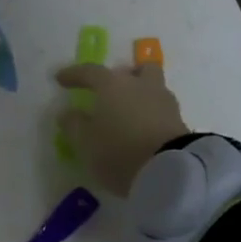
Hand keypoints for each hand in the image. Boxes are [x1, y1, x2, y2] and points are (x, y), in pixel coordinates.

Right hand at [54, 62, 189, 194]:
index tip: (61, 79)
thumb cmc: (118, 150)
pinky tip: (142, 129)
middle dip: (123, 76)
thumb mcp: (85, 142)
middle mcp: (140, 85)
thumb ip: (74, 125)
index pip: (90, 71)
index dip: (74, 75)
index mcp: (113, 84)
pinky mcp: (180, 122)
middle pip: (135, 70)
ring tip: (127, 114)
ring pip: (152, 87)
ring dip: (140, 95)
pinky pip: (160, 109)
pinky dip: (150, 114)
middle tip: (110, 91)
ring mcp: (164, 102)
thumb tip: (68, 113)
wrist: (169, 171)